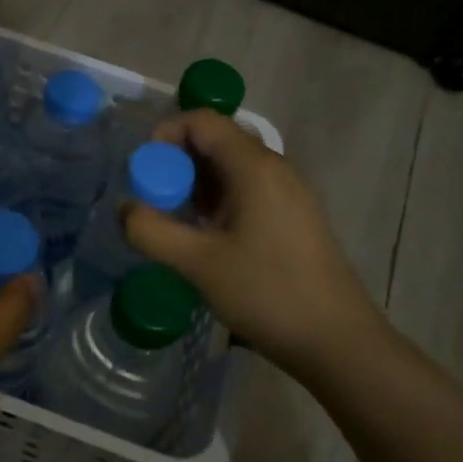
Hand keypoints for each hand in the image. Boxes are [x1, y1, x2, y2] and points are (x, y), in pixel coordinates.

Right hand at [122, 109, 383, 386]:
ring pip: (232, 167)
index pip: (202, 120)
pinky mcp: (294, 215)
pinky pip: (248, 189)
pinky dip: (219, 200)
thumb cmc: (267, 293)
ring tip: (180, 223)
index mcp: (254, 167)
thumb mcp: (198, 263)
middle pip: (217, 140)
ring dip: (197, 184)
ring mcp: (288, 192)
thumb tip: (125, 208)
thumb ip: (152, 231)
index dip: (166, 135)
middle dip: (178, 163)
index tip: (145, 173)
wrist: (337, 341)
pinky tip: (209, 238)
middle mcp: (274, 167)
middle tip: (158, 202)